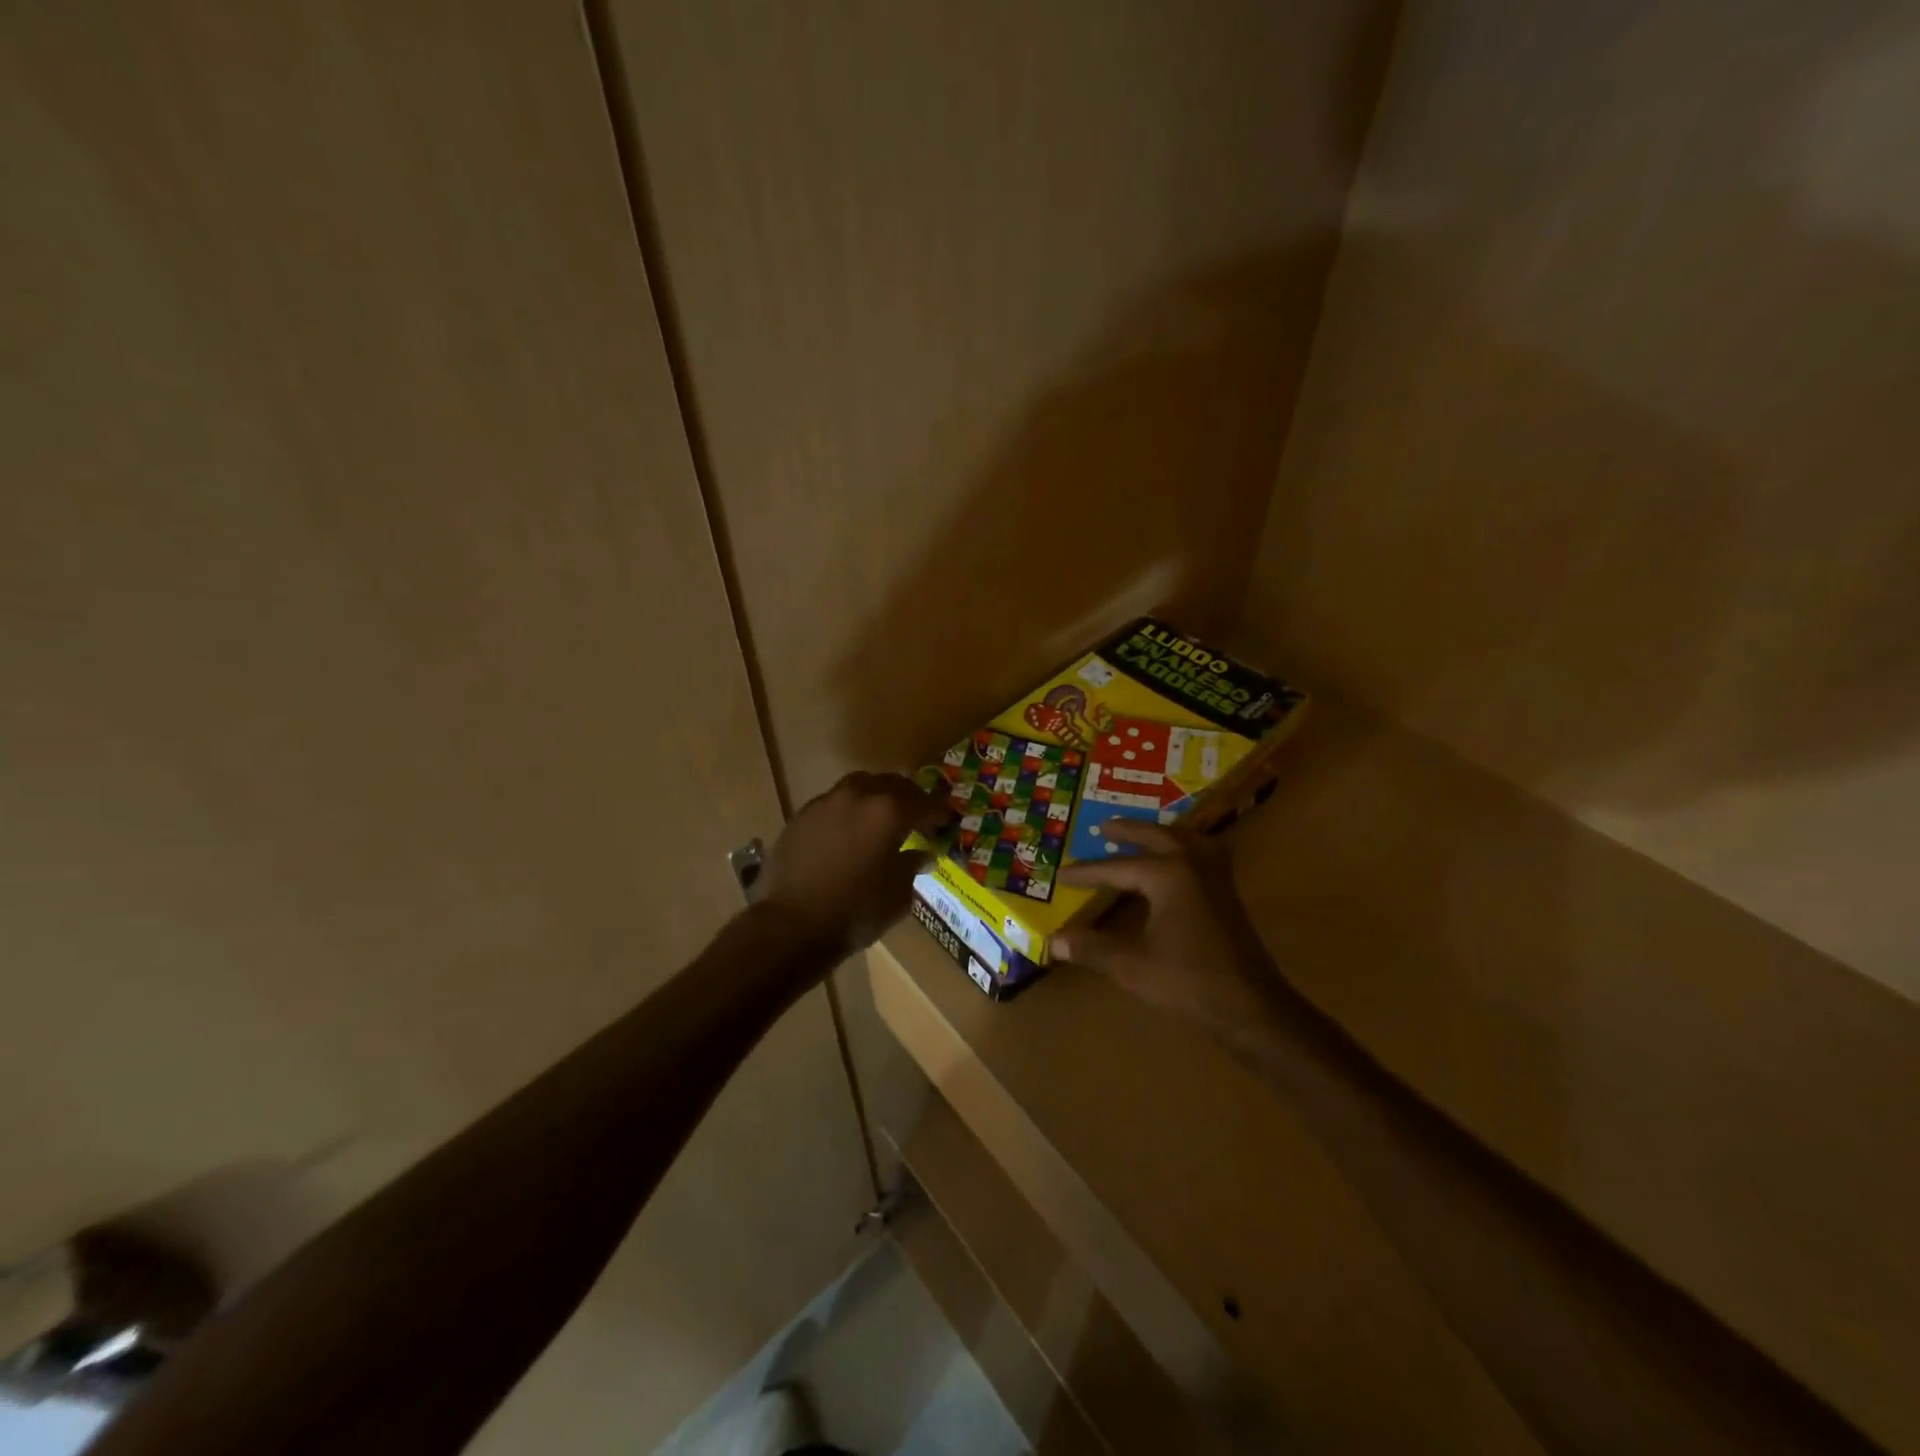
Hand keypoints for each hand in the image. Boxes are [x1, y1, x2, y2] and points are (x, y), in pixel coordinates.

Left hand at [761, 771, 946, 954]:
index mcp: (889, 811)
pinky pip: (834, 803)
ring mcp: (826, 802)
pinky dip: (849, 812)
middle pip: (892, 784)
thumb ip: (913, 865)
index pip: (924, 803)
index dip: (939, 812)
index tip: (946, 821)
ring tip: (881, 819)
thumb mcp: (898, 894)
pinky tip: (849, 833)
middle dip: (909, 798)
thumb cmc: (856, 912)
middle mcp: (858, 795)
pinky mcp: (802, 816)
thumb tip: (924, 854)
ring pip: (860, 786)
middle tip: (917, 816)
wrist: (791, 926)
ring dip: (876, 798)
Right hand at [1056, 821, 1282, 1038]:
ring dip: (1159, 834)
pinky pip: (1202, 853)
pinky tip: (1179, 860)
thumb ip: (1092, 948)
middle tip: (1103, 828)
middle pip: (1155, 836)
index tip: (1061, 874)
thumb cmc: (1188, 981)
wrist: (1250, 1006)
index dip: (1087, 872)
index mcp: (1169, 874)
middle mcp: (1193, 863)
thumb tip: (1054, 940)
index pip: (1117, 867)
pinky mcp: (1227, 891)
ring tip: (1140, 836)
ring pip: (1184, 839)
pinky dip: (1184, 847)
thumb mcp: (1131, 965)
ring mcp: (1215, 875)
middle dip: (1128, 832)